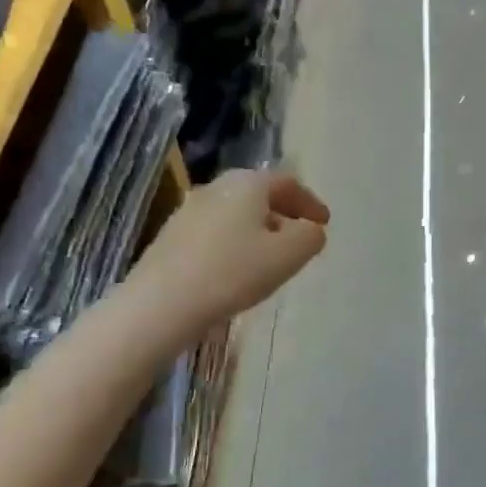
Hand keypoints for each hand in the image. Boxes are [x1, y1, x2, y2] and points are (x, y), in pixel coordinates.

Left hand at [129, 168, 329, 333]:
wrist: (160, 303)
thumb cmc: (232, 273)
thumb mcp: (288, 256)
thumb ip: (310, 237)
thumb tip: (311, 230)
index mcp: (248, 184)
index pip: (288, 183)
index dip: (310, 202)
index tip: (324, 222)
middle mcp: (217, 187)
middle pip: (259, 194)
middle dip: (283, 213)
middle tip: (299, 235)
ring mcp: (189, 210)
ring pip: (235, 212)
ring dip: (258, 228)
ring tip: (270, 255)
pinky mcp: (171, 235)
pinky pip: (215, 230)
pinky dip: (234, 241)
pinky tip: (236, 268)